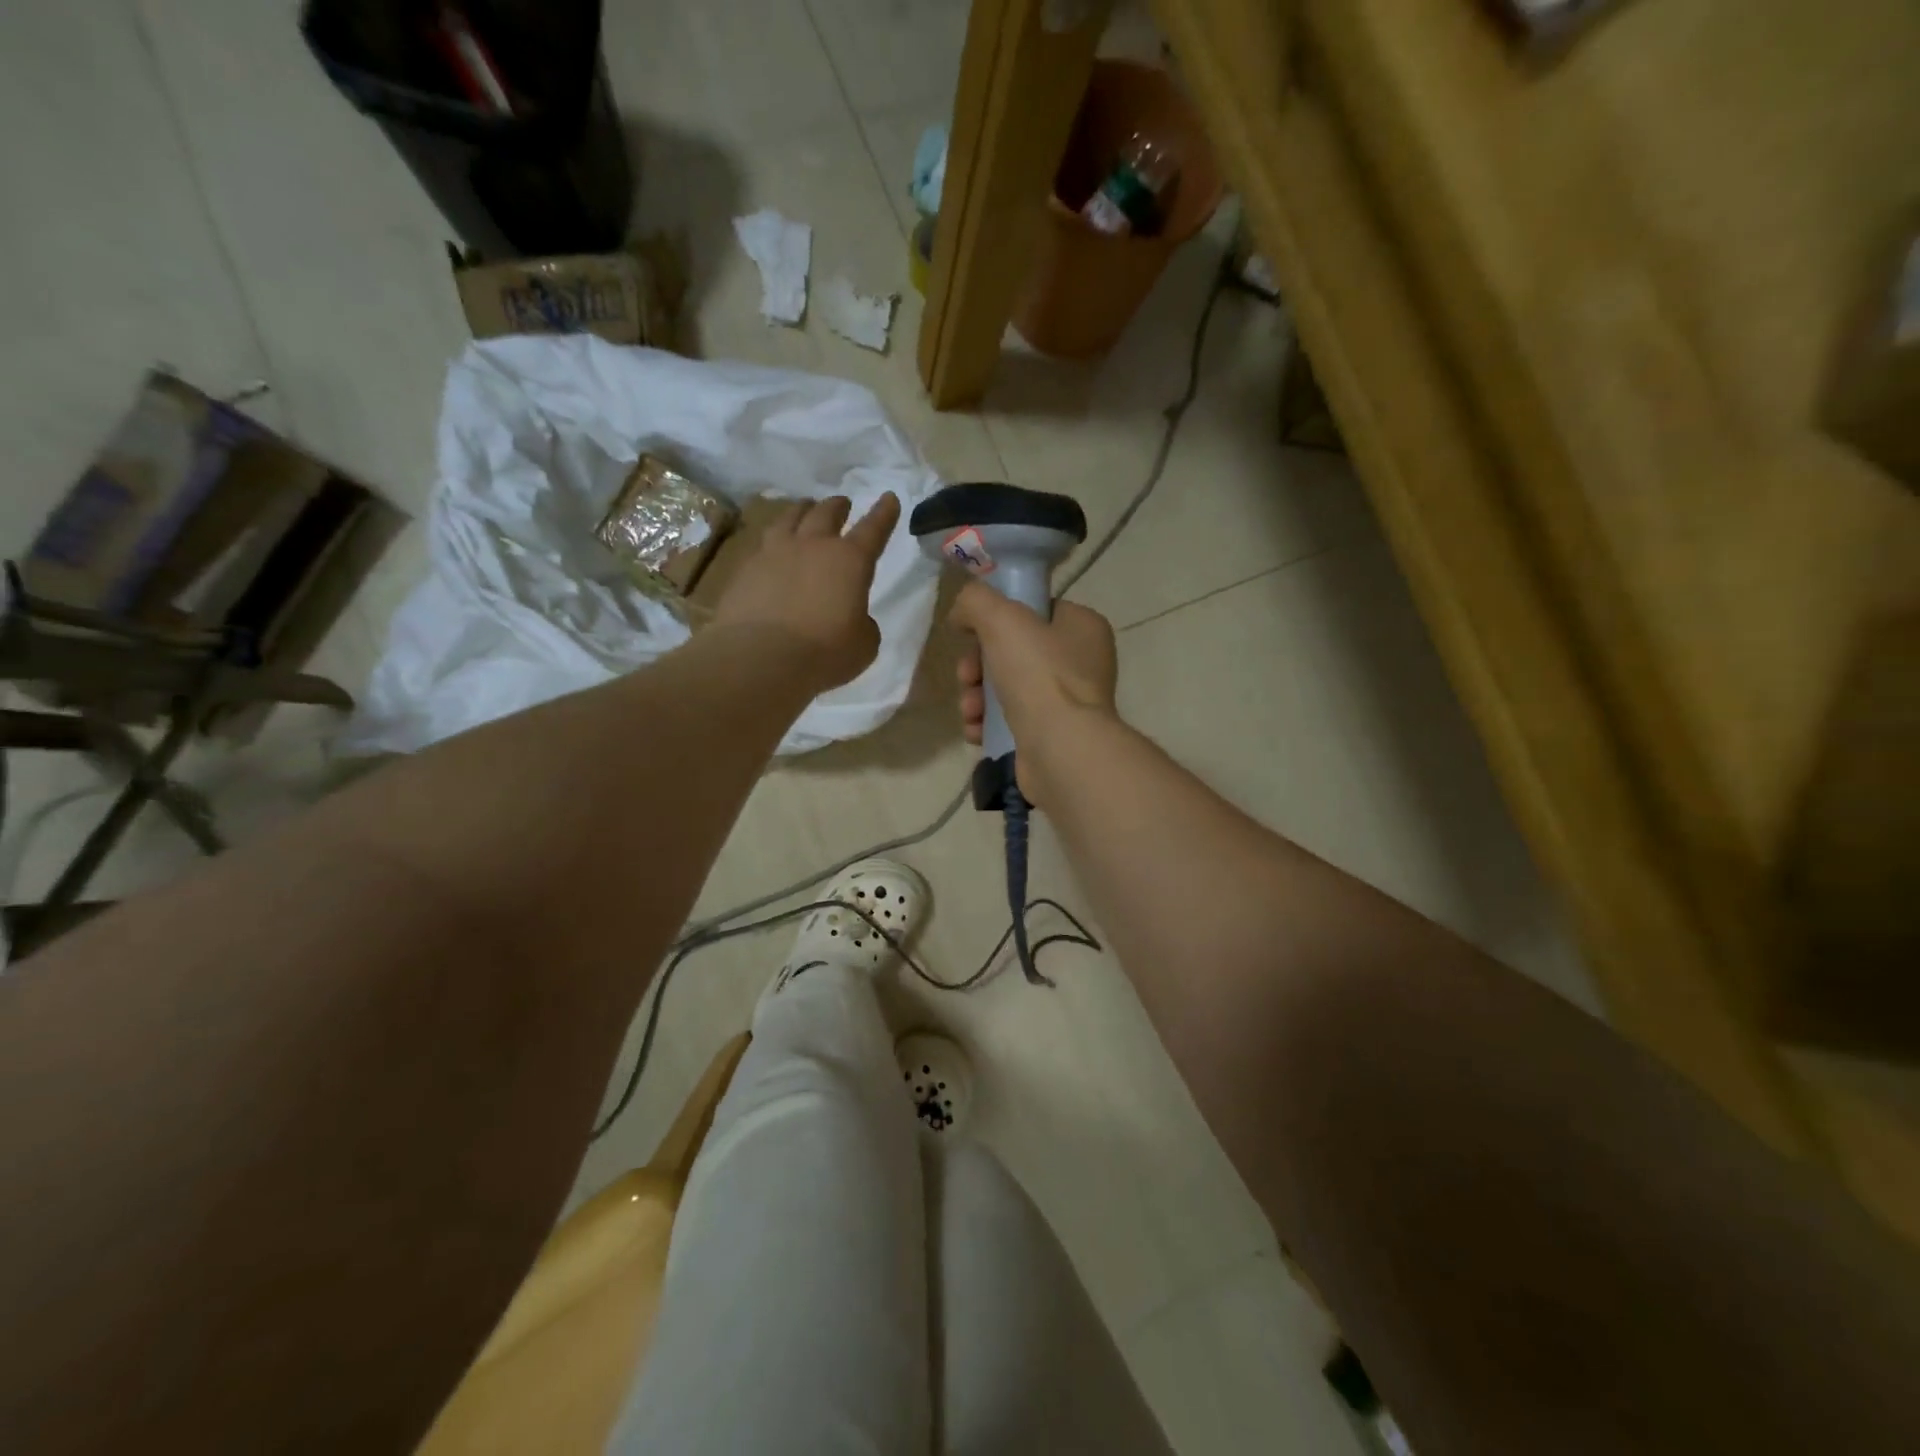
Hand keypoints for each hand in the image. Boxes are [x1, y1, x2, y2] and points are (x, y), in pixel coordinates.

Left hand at [712, 493, 900, 689]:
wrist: (759, 658)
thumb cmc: (823, 652)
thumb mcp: (863, 644)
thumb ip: (863, 624)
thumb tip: (854, 617)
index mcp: (849, 561)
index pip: (873, 529)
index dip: (884, 514)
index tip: (889, 498)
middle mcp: (812, 546)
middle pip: (826, 513)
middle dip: (838, 506)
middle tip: (842, 503)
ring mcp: (774, 553)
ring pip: (790, 518)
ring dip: (801, 511)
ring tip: (804, 509)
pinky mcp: (745, 569)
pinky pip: (763, 545)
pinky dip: (773, 542)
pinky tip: (771, 550)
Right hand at [950, 582, 1117, 801]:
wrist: (1060, 749)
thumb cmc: (1039, 675)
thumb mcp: (1002, 618)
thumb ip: (976, 601)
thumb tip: (961, 614)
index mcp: (1083, 628)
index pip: (1034, 611)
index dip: (997, 620)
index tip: (971, 635)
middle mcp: (1081, 663)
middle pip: (1013, 652)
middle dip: (978, 666)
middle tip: (966, 678)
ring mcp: (1068, 702)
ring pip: (1006, 688)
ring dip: (976, 697)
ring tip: (969, 711)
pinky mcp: (1052, 736)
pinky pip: (1010, 721)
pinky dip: (987, 724)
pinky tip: (977, 731)